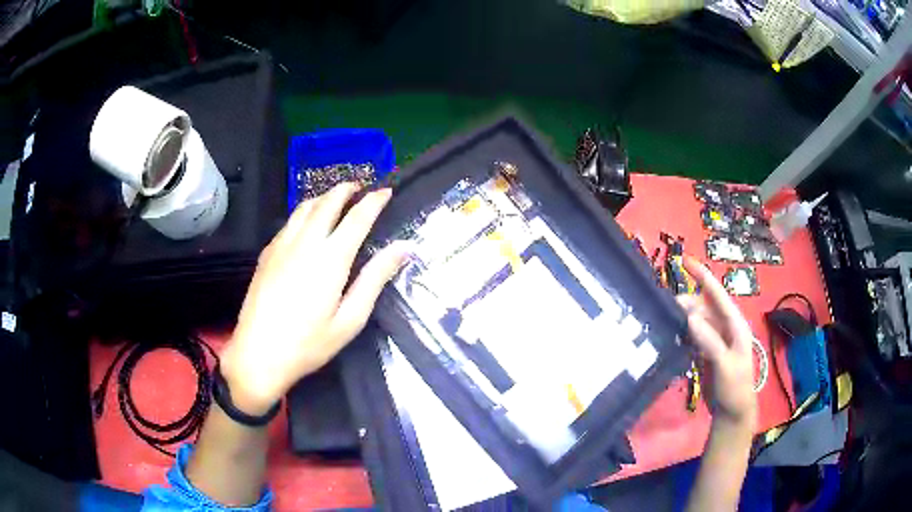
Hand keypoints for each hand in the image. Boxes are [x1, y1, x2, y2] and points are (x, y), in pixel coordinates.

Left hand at [220, 183, 408, 414]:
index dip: (374, 201)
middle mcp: (305, 242)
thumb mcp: (350, 319)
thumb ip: (375, 279)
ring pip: (305, 207)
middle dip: (347, 189)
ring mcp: (282, 245)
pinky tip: (307, 223)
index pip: (357, 218)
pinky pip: (289, 221)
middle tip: (361, 187)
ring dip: (324, 196)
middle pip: (328, 202)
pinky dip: (304, 212)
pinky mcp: (267, 253)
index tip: (386, 191)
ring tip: (336, 198)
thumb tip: (404, 248)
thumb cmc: (309, 344)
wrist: (258, 354)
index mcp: (331, 258)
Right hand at [677, 257, 756, 430]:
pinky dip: (681, 334)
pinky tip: (670, 337)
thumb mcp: (725, 364)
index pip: (718, 294)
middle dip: (685, 303)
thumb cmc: (735, 386)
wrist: (731, 412)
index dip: (702, 276)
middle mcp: (724, 327)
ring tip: (664, 321)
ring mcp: (713, 340)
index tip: (684, 260)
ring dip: (681, 319)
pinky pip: (691, 337)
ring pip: (695, 321)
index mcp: (734, 324)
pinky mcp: (704, 352)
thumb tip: (690, 317)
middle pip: (702, 306)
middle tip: (665, 309)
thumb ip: (709, 341)